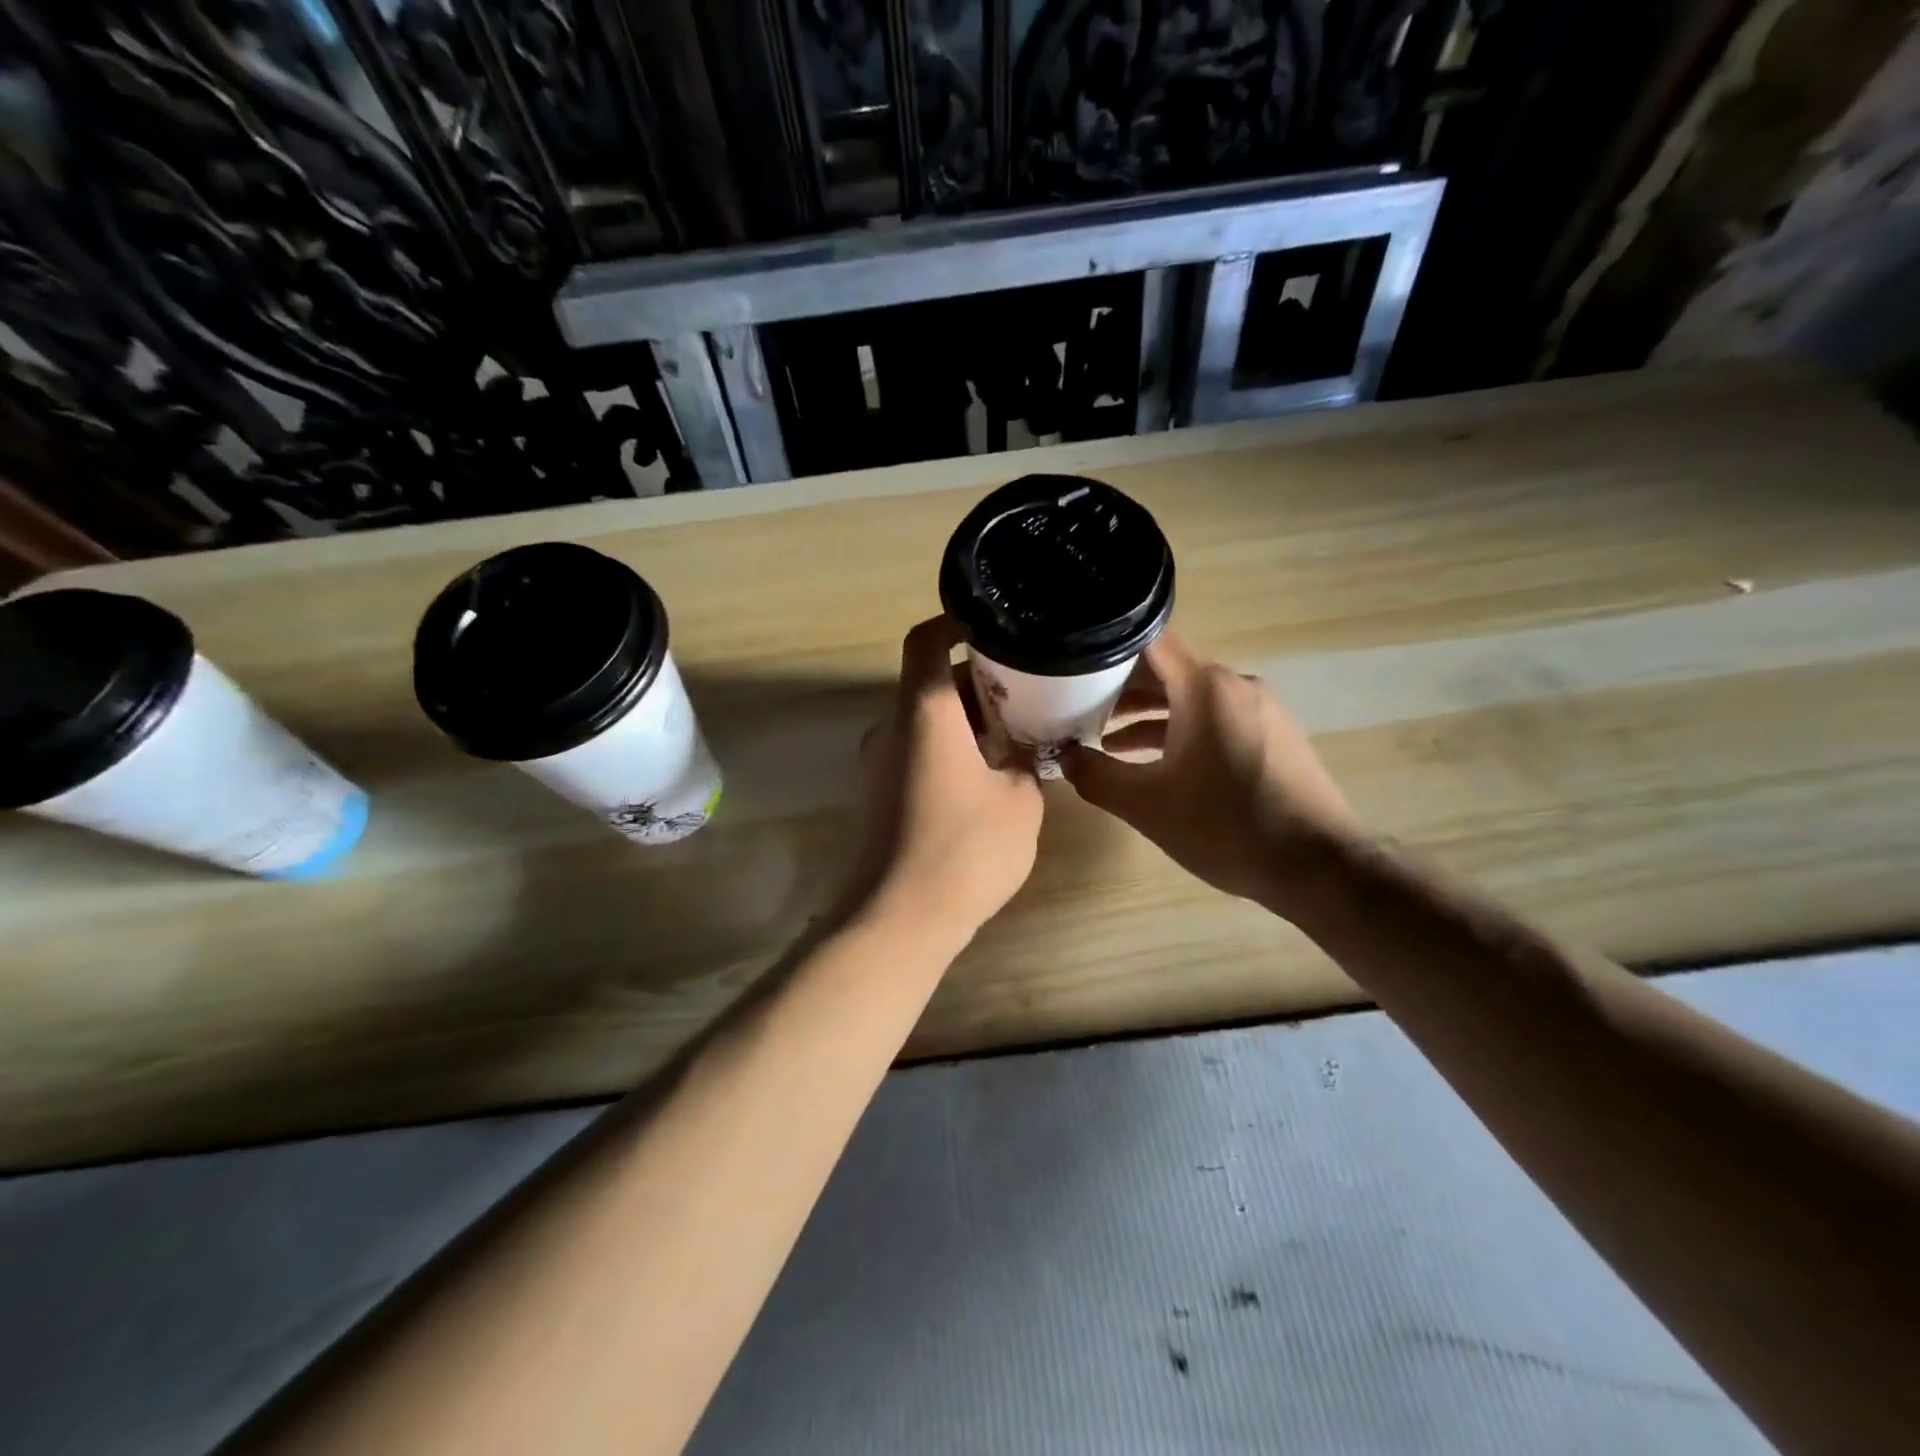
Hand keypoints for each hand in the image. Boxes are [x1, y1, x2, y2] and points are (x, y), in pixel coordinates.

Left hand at [845, 616, 1044, 935]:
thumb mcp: (1020, 801)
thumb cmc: (965, 849)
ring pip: (926, 719)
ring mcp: (879, 762)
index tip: (995, 626)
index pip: (927, 640)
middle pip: (930, 681)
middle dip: (978, 679)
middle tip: (1029, 689)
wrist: (897, 919)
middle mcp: (891, 727)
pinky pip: (917, 751)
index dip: (957, 622)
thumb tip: (1025, 748)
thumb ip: (1027, 761)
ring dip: (967, 718)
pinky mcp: (879, 794)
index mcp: (923, 711)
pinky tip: (989, 774)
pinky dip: (950, 748)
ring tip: (1017, 733)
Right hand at [1061, 633, 1358, 914]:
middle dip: (1121, 689)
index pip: (1148, 641)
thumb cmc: (1226, 827)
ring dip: (1151, 715)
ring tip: (1108, 741)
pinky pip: (1218, 718)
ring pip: (1193, 697)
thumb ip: (1095, 776)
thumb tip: (1062, 756)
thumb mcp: (1146, 805)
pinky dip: (1183, 730)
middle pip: (1168, 670)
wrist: (1318, 866)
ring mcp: (1262, 709)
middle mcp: (1236, 685)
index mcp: (1205, 688)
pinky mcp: (1275, 735)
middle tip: (1078, 708)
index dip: (1107, 647)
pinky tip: (1160, 763)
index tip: (1073, 662)